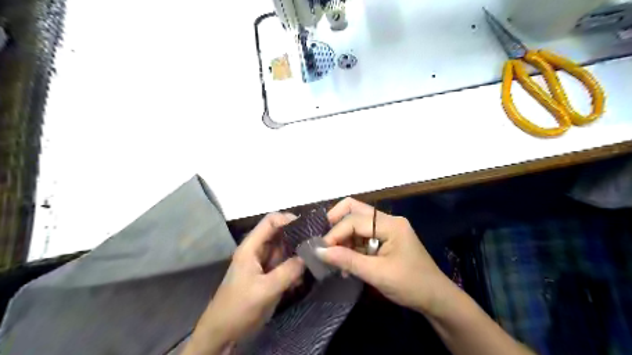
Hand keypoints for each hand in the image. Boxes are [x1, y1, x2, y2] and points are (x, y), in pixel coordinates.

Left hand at [184, 212, 304, 353]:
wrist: (223, 333)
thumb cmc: (238, 307)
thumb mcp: (264, 289)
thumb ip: (288, 272)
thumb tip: (308, 257)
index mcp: (251, 247)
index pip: (270, 222)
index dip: (288, 219)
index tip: (308, 226)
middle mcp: (258, 251)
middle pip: (280, 235)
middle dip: (297, 237)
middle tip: (317, 243)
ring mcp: (263, 264)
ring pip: (285, 250)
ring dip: (298, 254)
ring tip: (314, 260)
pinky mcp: (268, 276)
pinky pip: (285, 266)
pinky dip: (295, 269)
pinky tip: (303, 278)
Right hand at [319, 198, 457, 317]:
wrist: (437, 299)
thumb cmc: (411, 285)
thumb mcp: (377, 274)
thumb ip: (348, 260)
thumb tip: (319, 251)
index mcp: (391, 224)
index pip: (355, 220)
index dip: (335, 233)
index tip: (321, 250)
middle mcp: (388, 220)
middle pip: (355, 209)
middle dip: (336, 222)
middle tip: (324, 240)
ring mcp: (387, 228)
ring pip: (357, 222)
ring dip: (343, 236)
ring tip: (335, 258)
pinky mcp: (386, 239)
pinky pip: (362, 235)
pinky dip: (351, 245)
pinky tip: (346, 262)